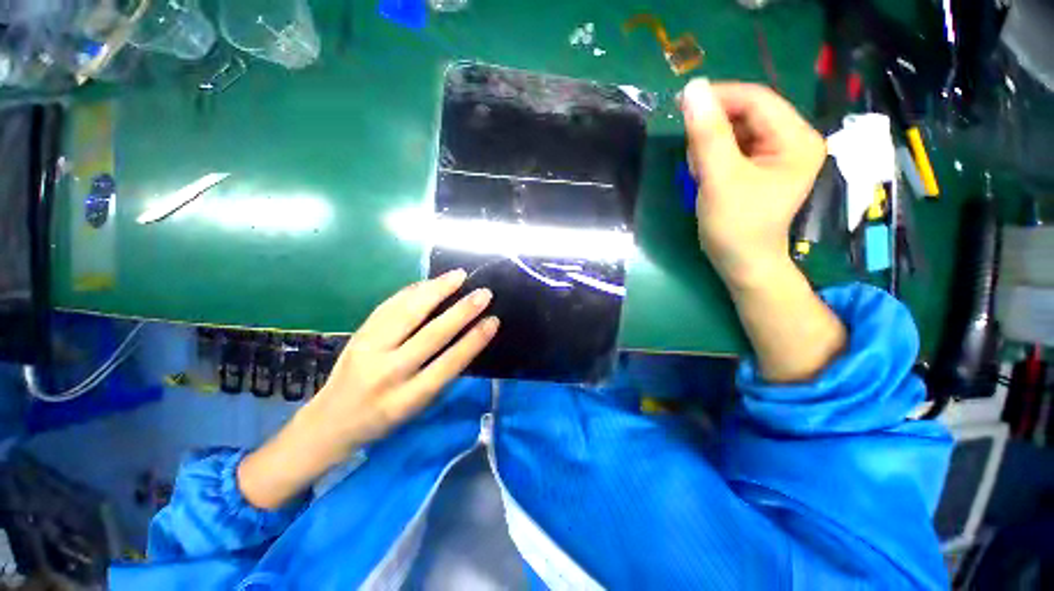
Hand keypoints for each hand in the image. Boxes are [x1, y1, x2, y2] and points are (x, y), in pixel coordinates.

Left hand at [303, 269, 497, 452]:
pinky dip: (411, 291)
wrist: (330, 422)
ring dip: (436, 291)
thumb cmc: (384, 418)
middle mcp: (388, 372)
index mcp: (408, 399)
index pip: (449, 363)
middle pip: (431, 335)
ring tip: (458, 276)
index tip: (493, 320)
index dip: (474, 340)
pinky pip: (388, 306)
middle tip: (483, 293)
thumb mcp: (417, 407)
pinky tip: (428, 282)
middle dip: (462, 311)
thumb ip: (440, 374)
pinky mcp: (358, 335)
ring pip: (407, 313)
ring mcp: (369, 350)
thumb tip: (466, 336)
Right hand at [679, 79, 825, 289]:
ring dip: (711, 144)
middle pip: (748, 113)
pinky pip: (735, 146)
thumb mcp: (720, 178)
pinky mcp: (762, 166)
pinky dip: (714, 155)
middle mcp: (793, 140)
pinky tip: (705, 174)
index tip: (682, 101)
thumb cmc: (735, 225)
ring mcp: (778, 154)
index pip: (758, 99)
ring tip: (699, 171)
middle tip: (690, 152)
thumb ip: (707, 134)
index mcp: (797, 139)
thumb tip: (693, 88)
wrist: (742, 262)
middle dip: (714, 128)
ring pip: (738, 129)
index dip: (720, 96)